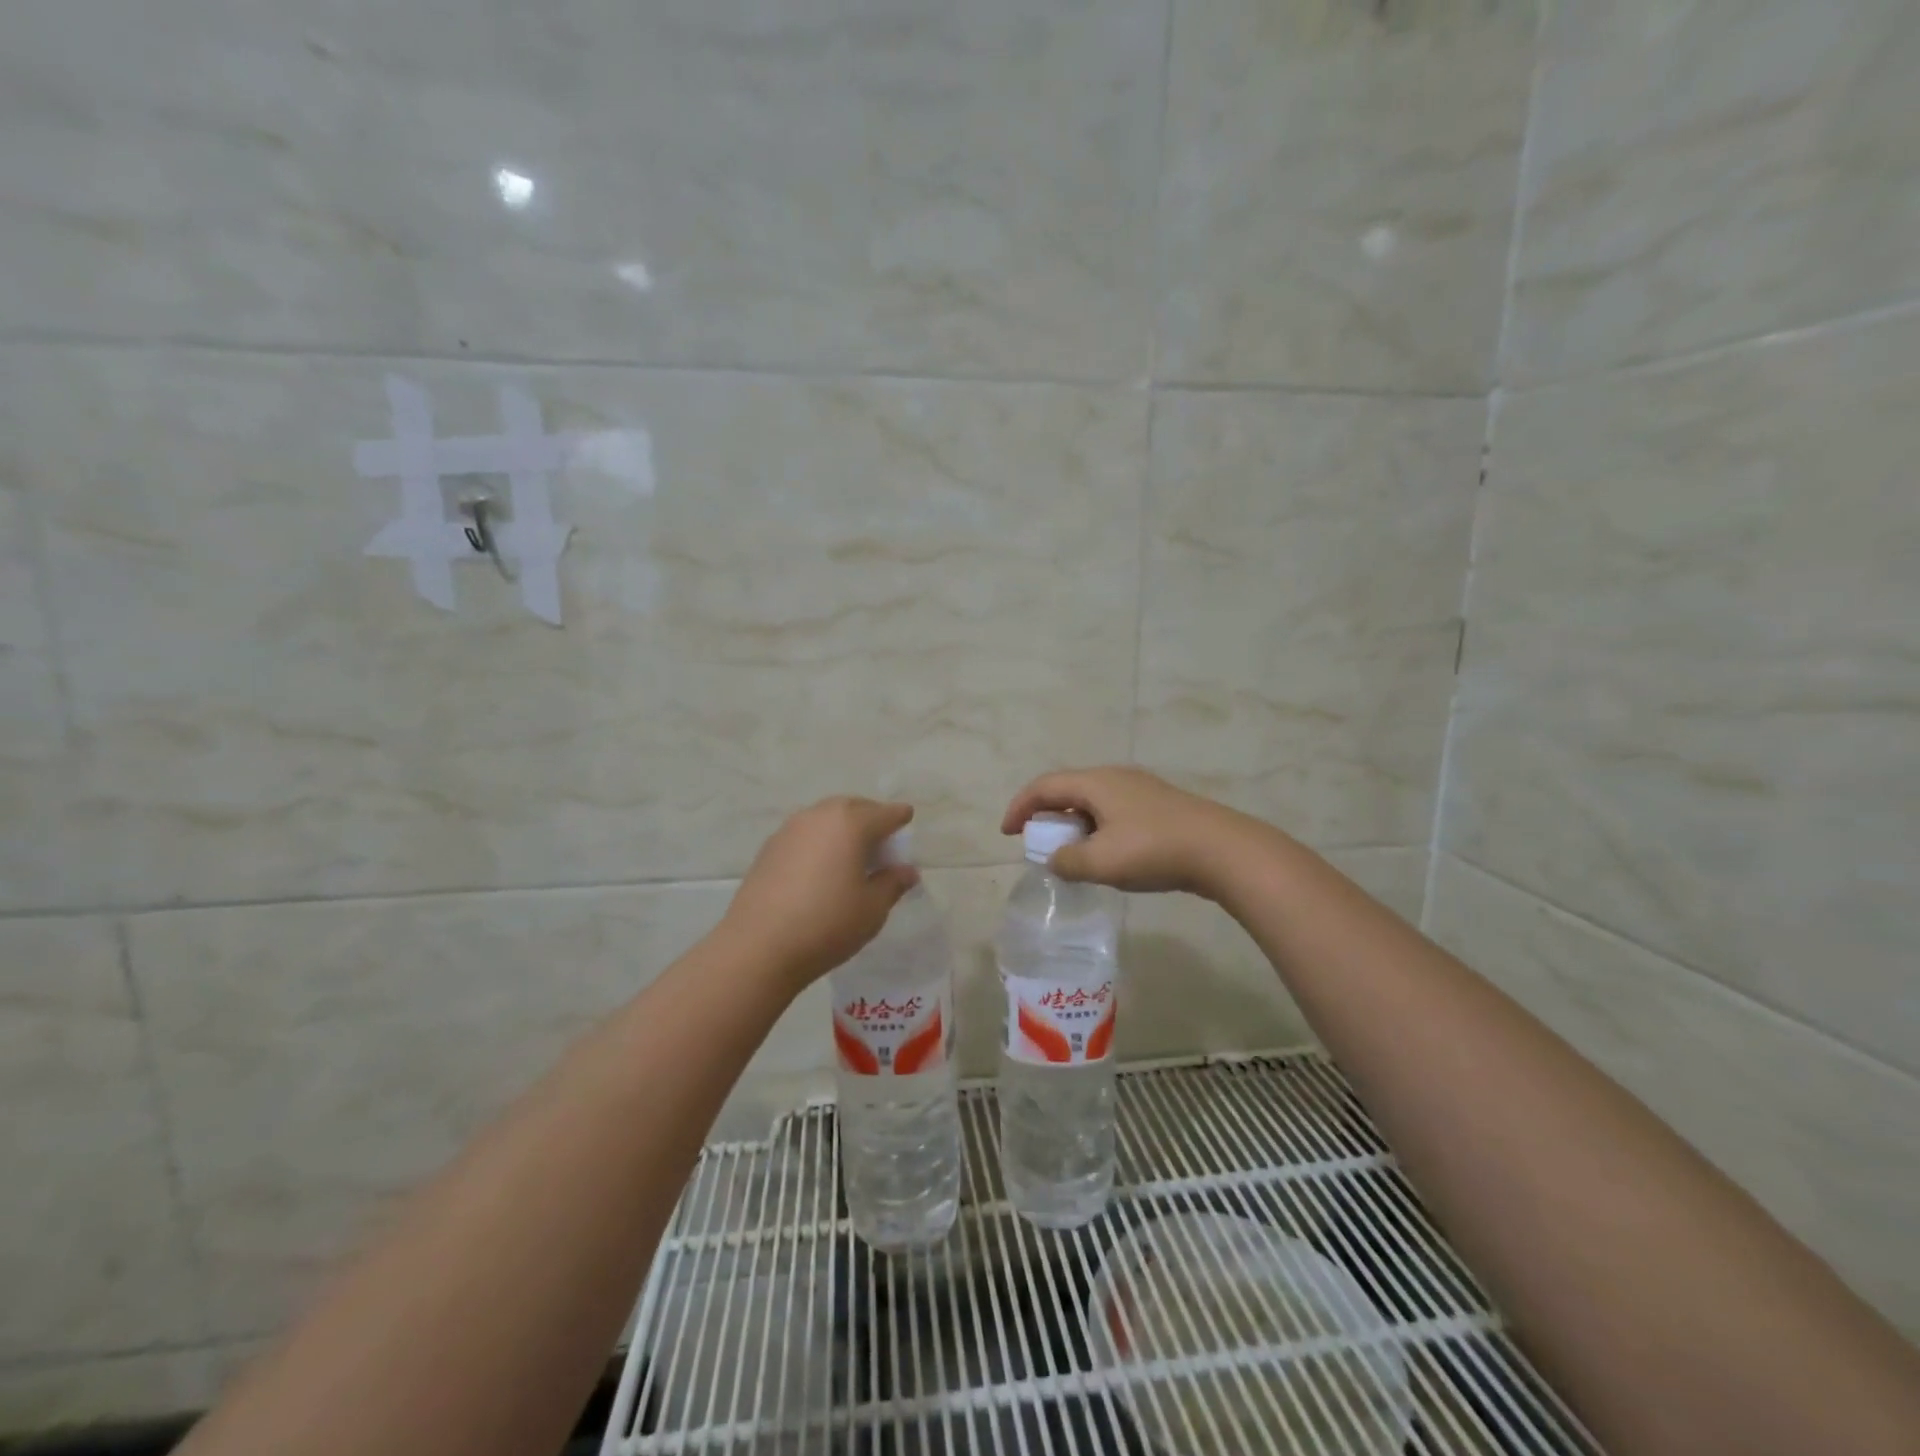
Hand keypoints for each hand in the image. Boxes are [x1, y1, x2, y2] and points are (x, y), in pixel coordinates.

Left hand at [713, 797, 919, 993]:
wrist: (758, 947)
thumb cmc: (827, 924)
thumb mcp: (872, 908)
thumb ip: (892, 883)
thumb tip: (907, 871)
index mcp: (851, 823)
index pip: (885, 813)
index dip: (900, 818)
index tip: (907, 822)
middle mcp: (819, 816)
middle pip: (853, 807)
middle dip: (871, 817)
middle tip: (882, 840)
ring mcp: (790, 830)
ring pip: (825, 817)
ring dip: (842, 828)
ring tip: (851, 854)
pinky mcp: (769, 848)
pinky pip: (805, 834)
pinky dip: (820, 841)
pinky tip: (821, 867)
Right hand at [1001, 766, 1264, 896]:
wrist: (1223, 850)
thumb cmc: (1154, 850)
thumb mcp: (1101, 862)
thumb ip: (1068, 862)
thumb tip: (1055, 860)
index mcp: (1096, 783)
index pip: (1044, 786)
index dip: (1020, 807)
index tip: (1007, 833)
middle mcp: (1115, 778)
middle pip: (1068, 790)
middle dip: (1046, 815)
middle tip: (1037, 843)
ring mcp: (1141, 790)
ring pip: (1093, 802)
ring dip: (1073, 825)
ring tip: (1070, 853)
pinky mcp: (1159, 807)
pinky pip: (1114, 812)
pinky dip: (1097, 829)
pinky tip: (1107, 855)